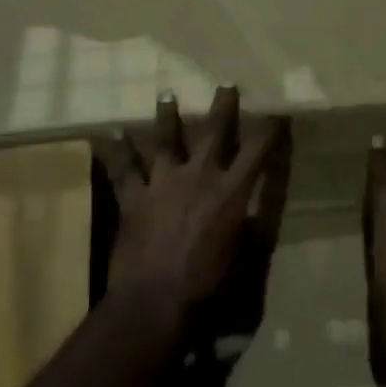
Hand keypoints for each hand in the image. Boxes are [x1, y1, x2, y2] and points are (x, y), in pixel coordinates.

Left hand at [93, 87, 289, 339]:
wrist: (155, 301)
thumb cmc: (207, 284)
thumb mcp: (244, 256)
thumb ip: (250, 225)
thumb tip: (255, 207)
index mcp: (231, 191)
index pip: (257, 151)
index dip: (270, 130)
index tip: (278, 113)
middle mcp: (198, 176)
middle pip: (213, 132)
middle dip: (222, 107)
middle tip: (226, 84)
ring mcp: (163, 182)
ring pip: (165, 140)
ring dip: (167, 116)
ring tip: (166, 94)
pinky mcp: (134, 198)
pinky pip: (122, 169)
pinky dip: (114, 151)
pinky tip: (106, 135)